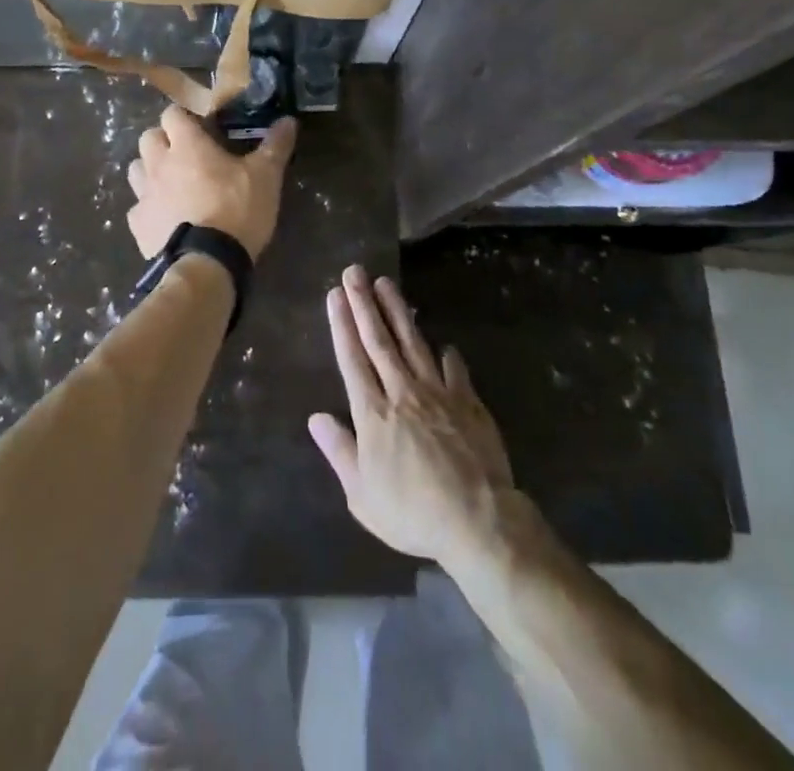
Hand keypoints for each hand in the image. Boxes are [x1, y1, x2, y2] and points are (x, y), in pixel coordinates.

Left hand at [125, 105, 297, 260]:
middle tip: (187, 154)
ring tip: (172, 183)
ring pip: (136, 169)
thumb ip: (275, 146)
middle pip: (148, 137)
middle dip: (163, 140)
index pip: (172, 113)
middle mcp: (159, 163)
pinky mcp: (138, 224)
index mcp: (187, 145)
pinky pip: (137, 207)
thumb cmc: (237, 210)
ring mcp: (144, 194)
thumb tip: (288, 120)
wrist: (207, 264)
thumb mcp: (265, 176)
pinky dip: (149, 208)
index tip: (201, 127)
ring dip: (151, 170)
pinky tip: (166, 218)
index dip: (184, 117)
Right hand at [309, 265, 516, 564]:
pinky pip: (456, 370)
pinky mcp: (469, 402)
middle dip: (364, 304)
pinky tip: (445, 342)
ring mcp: (438, 393)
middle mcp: (403, 392)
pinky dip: (448, 355)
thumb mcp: (362, 495)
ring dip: (398, 311)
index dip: (342, 324)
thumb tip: (316, 417)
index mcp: (373, 413)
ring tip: (386, 283)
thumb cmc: (412, 513)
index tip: (335, 294)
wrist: (477, 520)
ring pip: (414, 343)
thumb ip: (340, 451)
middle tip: (354, 272)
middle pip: (380, 340)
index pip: (352, 359)